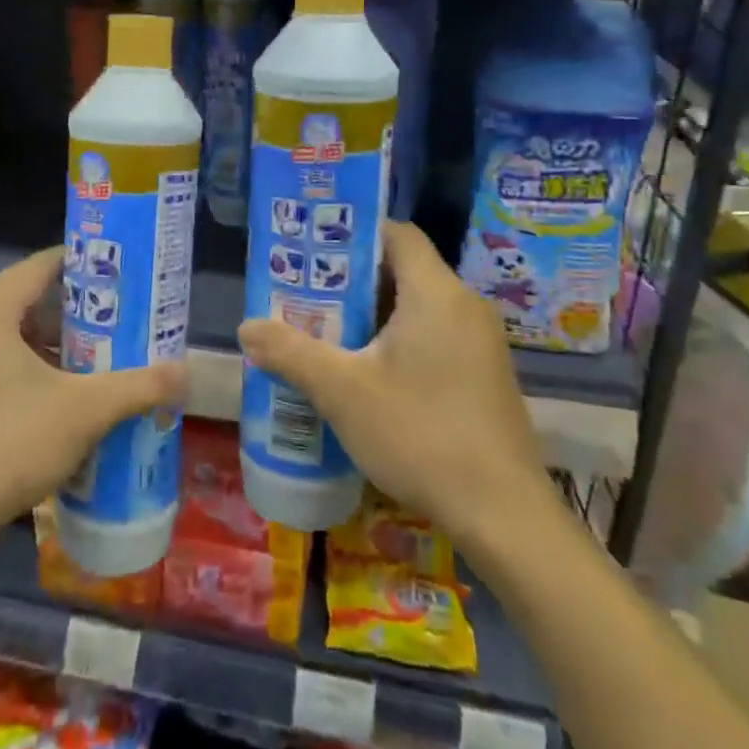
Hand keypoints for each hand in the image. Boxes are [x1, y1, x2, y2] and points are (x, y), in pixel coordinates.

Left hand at [0, 248, 185, 548]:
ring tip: (94, 362)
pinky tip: (53, 398)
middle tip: (119, 324)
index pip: (42, 265)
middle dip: (74, 313)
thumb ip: (137, 386)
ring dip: (49, 346)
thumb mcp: (83, 412)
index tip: (122, 277)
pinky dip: (22, 368)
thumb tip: (185, 373)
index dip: (86, 267)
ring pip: (6, 334)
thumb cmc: (7, 444)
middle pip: (25, 300)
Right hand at [238, 221, 554, 542]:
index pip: (397, 234)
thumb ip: (291, 353)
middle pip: (403, 270)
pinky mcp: (484, 375)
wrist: (502, 514)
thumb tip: (246, 327)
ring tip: (325, 334)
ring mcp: (481, 343)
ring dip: (372, 316)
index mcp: (436, 294)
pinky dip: (398, 341)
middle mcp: (465, 307)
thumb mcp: (342, 392)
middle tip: (305, 297)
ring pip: (417, 308)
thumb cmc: (420, 434)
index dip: (354, 234)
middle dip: (352, 282)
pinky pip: (434, 336)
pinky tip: (366, 375)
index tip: (313, 252)